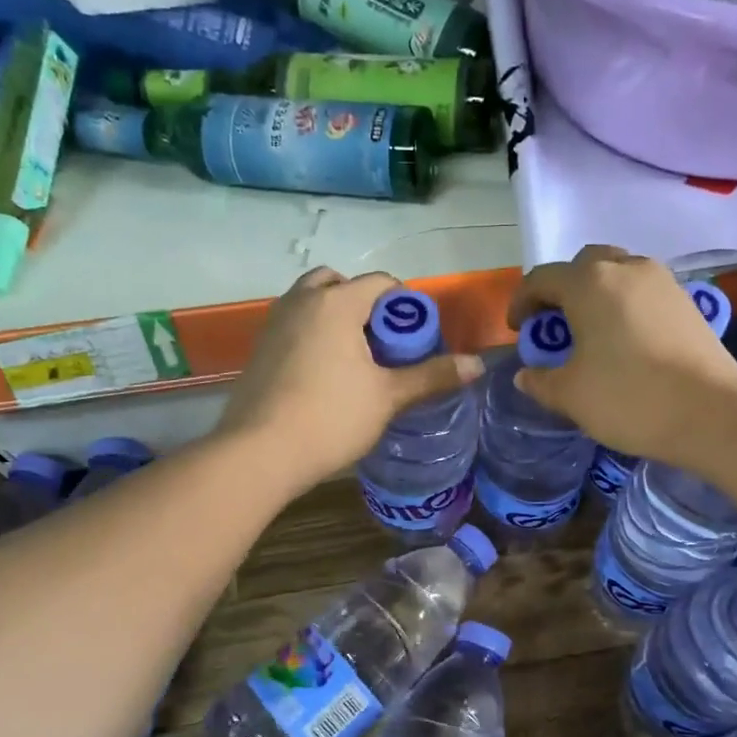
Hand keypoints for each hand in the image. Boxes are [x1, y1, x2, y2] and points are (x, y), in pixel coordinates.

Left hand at [218, 268, 483, 492]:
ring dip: (336, 317)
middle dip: (365, 305)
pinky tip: (324, 375)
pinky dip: (313, 335)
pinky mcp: (259, 349)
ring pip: (311, 303)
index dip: (405, 305)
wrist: (259, 452)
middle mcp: (301, 301)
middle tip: (382, 343)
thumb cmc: (330, 418)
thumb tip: (477, 364)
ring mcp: (274, 324)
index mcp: (335, 303)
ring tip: (355, 359)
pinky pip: (293, 326)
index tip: (416, 339)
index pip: (380, 283)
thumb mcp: (388, 397)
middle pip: (339, 283)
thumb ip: (432, 376)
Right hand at [508, 246, 736, 460]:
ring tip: (590, 333)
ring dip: (596, 295)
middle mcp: (626, 268)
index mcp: (589, 283)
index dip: (522, 303)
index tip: (518, 331)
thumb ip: (541, 380)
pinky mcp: (686, 301)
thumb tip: (526, 375)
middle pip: (583, 265)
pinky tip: (625, 342)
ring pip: (617, 274)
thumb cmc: (629, 398)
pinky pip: (642, 292)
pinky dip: (624, 306)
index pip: (541, 278)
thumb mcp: (571, 395)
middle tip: (555, 326)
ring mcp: (662, 281)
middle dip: (562, 290)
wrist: (712, 413)